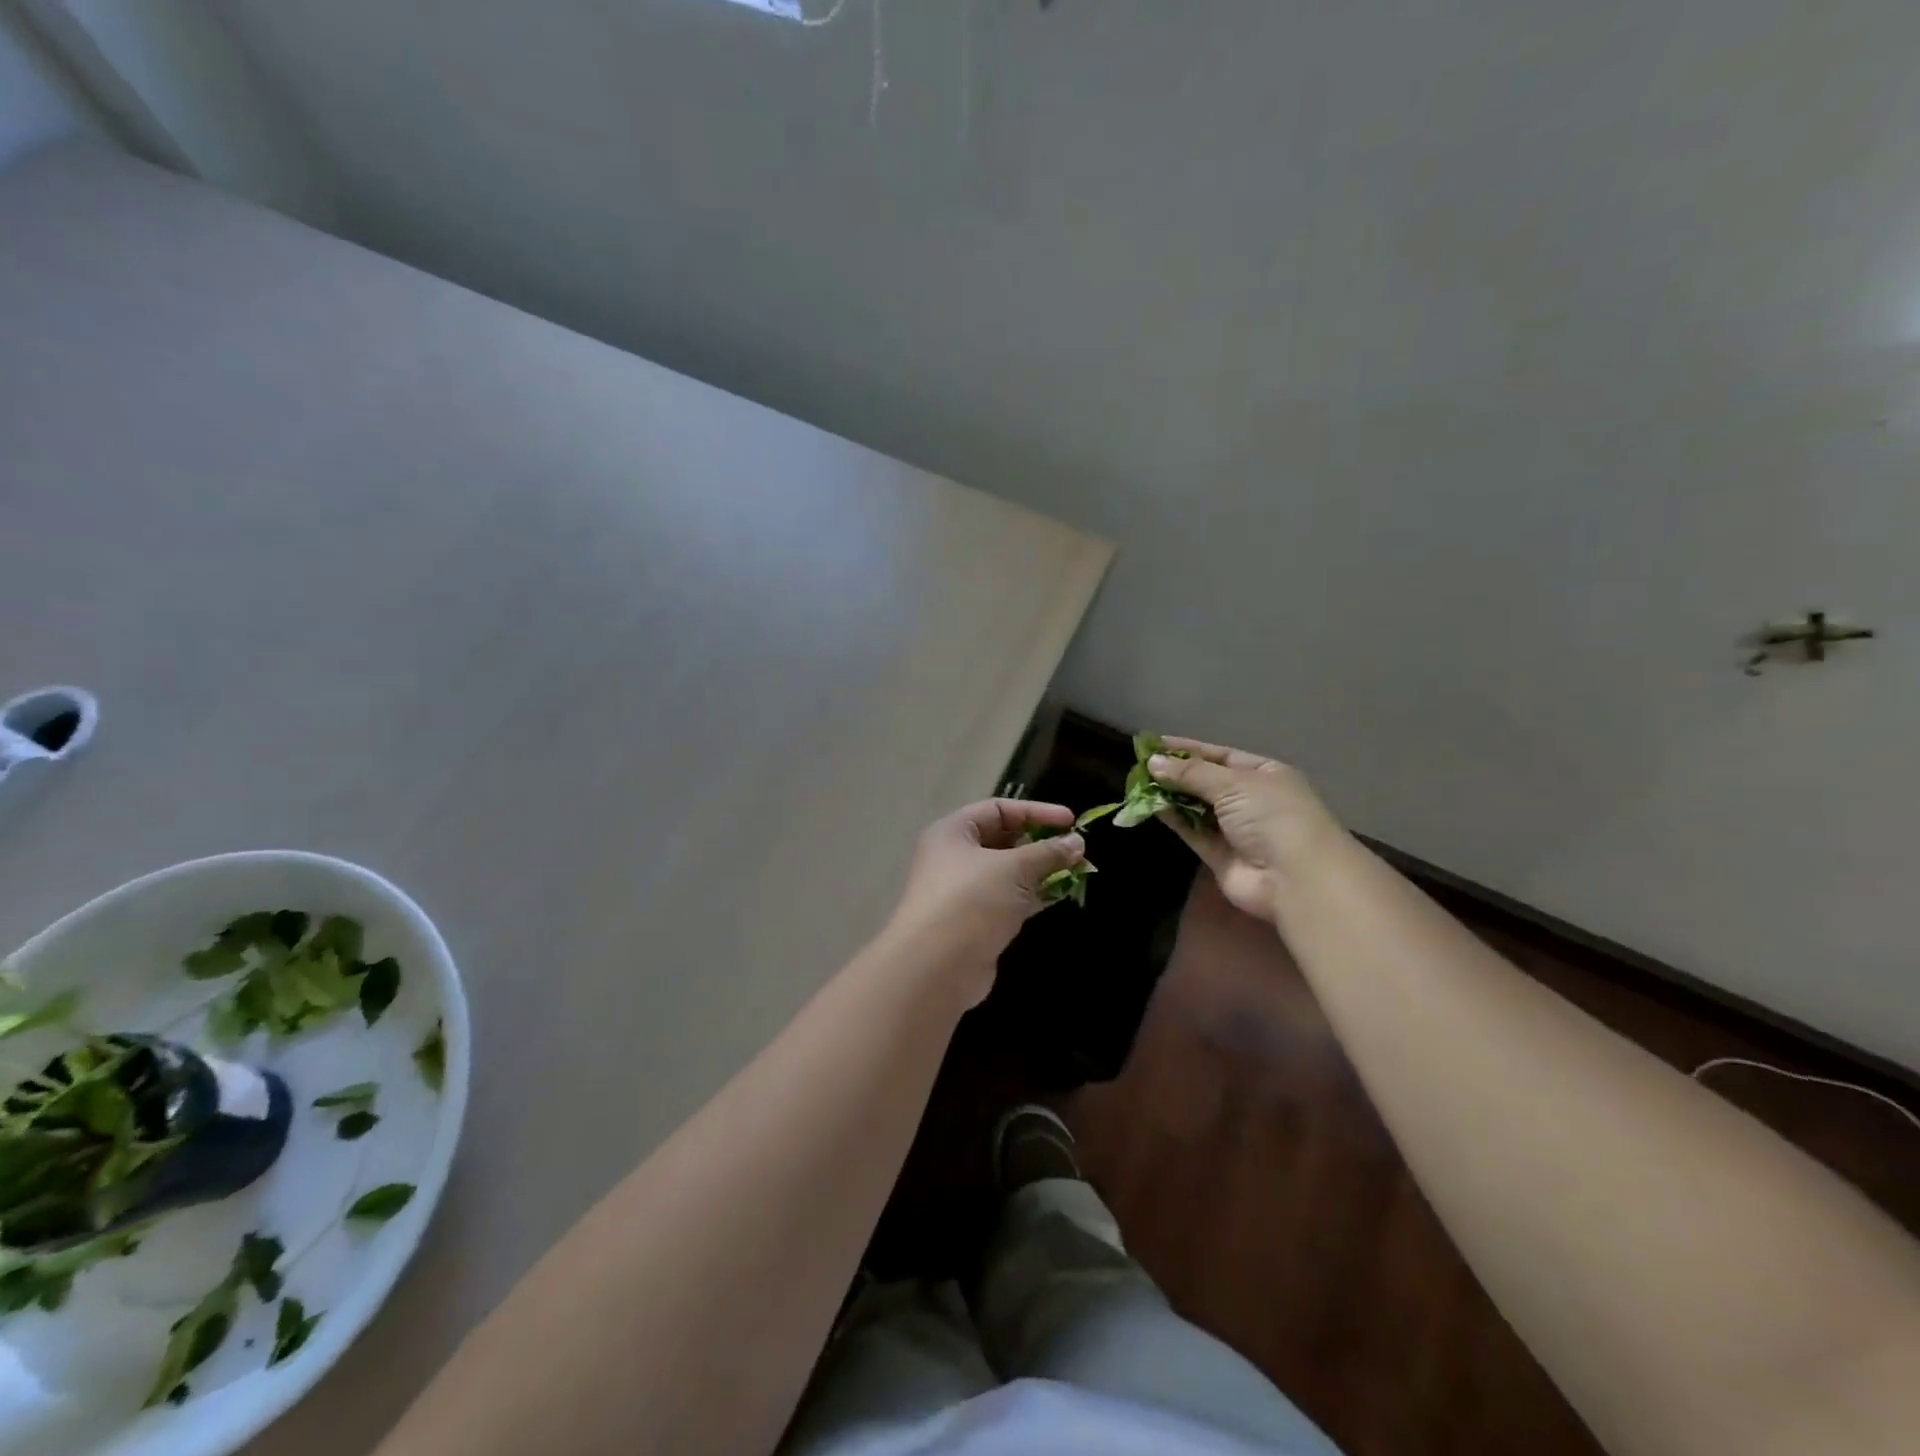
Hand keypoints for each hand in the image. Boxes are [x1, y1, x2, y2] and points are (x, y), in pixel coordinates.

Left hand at [883, 799, 1085, 1005]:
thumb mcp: (1013, 868)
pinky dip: (1033, 896)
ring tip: (1078, 870)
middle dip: (1040, 843)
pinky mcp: (976, 921)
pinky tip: (1062, 894)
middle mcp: (954, 857)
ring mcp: (964, 892)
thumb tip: (1077, 841)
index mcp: (953, 832)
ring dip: (1041, 871)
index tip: (1071, 821)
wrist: (936, 967)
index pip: (998, 809)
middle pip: (1003, 840)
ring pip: (1009, 872)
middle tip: (1076, 848)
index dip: (1035, 812)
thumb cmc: (970, 901)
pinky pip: (1010, 899)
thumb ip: (1047, 853)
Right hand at [1147, 739, 1349, 923]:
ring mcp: (1236, 829)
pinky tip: (1151, 806)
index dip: (1189, 749)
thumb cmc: (1272, 816)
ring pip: (1197, 807)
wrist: (1295, 878)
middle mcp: (1251, 800)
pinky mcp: (1220, 856)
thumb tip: (1153, 762)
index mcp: (1264, 774)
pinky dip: (1174, 819)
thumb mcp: (1233, 783)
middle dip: (1176, 773)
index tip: (1155, 743)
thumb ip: (1191, 773)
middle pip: (1207, 781)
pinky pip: (1193, 831)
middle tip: (1141, 764)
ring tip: (1138, 783)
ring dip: (1171, 795)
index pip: (1221, 755)